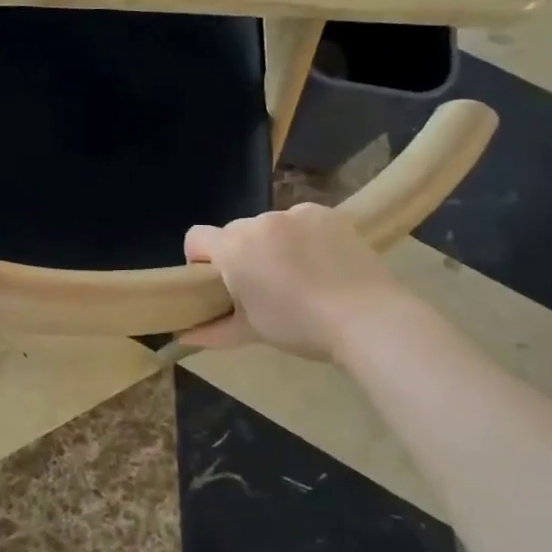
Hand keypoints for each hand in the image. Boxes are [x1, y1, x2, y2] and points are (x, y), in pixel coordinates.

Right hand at [179, 205, 412, 360]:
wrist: (368, 319)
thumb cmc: (300, 327)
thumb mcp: (251, 332)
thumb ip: (212, 331)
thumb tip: (183, 337)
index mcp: (234, 248)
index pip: (196, 237)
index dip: (199, 259)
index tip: (217, 283)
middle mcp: (260, 222)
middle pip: (235, 232)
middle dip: (241, 253)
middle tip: (263, 285)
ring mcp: (296, 213)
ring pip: (270, 226)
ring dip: (273, 244)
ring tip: (300, 275)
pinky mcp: (328, 213)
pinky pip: (302, 221)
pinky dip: (304, 237)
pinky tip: (323, 262)